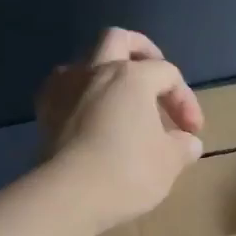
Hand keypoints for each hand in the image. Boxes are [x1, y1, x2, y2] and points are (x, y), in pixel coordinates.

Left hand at [36, 28, 204, 233]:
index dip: (185, 99)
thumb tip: (188, 142)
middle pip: (118, 39)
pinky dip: (78, 93)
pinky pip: (62, 87)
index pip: (168, 74)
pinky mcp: (44, 111)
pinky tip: (86, 112)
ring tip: (116, 96)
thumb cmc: (127, 172)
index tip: (191, 132)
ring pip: (85, 59)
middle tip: (154, 76)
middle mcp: (97, 71)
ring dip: (103, 70)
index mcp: (133, 76)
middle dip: (140, 51)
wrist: (67, 196)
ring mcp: (66, 88)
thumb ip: (182, 147)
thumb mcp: (168, 163)